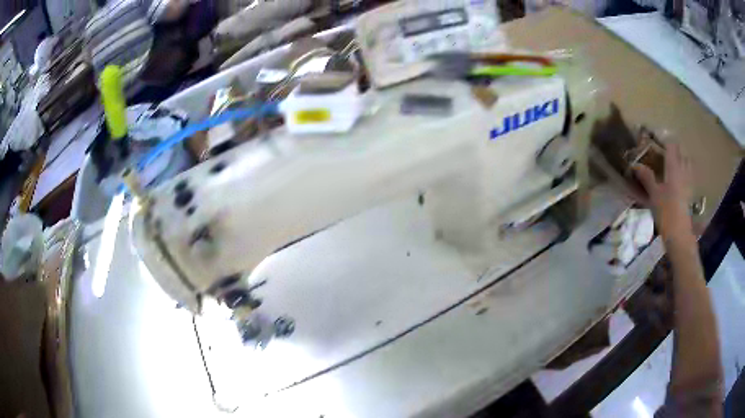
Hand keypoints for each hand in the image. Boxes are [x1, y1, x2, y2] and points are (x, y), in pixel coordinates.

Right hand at [633, 144, 693, 239]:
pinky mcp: (691, 193)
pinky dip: (684, 174)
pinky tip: (678, 182)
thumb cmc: (666, 212)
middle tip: (663, 155)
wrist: (680, 235)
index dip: (663, 140)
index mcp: (674, 166)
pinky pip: (688, 176)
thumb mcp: (654, 194)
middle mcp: (684, 170)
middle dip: (673, 151)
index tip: (654, 140)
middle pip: (681, 152)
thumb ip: (647, 177)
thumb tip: (636, 165)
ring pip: (686, 163)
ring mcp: (689, 182)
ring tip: (671, 167)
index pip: (671, 144)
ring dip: (680, 161)